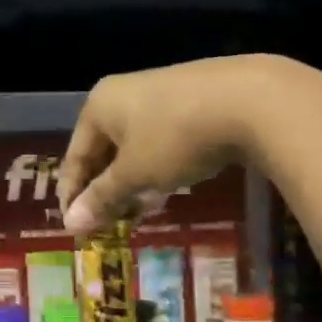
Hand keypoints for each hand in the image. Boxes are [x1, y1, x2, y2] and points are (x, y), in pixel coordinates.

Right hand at [58, 54, 279, 234]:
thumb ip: (102, 198)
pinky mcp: (190, 98)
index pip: (75, 156)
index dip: (72, 195)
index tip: (75, 228)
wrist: (251, 99)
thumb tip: (70, 224)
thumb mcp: (135, 174)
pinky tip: (167, 185)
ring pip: (132, 145)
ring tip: (136, 210)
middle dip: (104, 189)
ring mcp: (159, 92)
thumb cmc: (175, 138)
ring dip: (130, 180)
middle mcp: (123, 93)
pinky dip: (156, 165)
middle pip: (103, 149)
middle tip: (106, 223)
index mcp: (99, 106)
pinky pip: (160, 138)